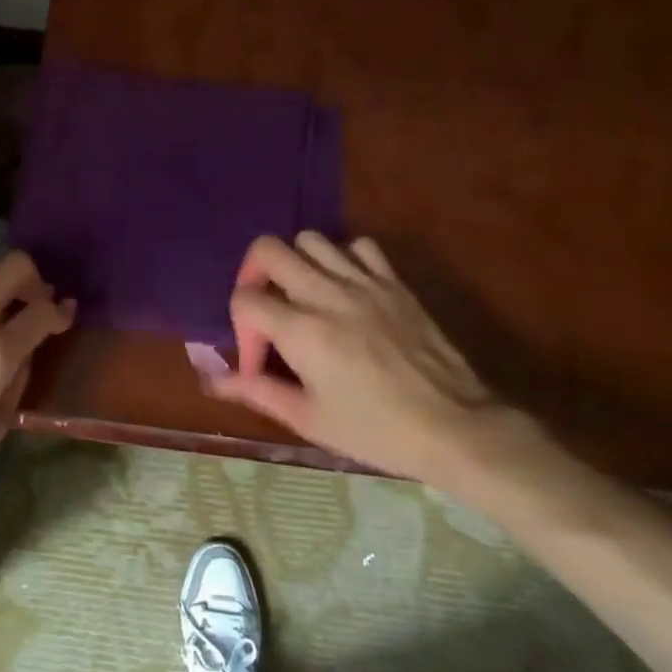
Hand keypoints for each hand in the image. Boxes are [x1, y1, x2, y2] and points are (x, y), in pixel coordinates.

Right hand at [206, 232, 527, 490]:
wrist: (455, 428)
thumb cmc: (377, 431)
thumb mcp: (311, 420)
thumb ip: (260, 391)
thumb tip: (216, 380)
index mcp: (302, 330)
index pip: (245, 299)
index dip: (241, 330)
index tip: (260, 363)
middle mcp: (326, 293)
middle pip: (268, 249)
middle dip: (254, 276)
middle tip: (267, 309)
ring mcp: (363, 282)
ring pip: (310, 240)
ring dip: (296, 264)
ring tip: (305, 297)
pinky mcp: (394, 281)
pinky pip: (359, 246)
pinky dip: (344, 260)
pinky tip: (347, 289)